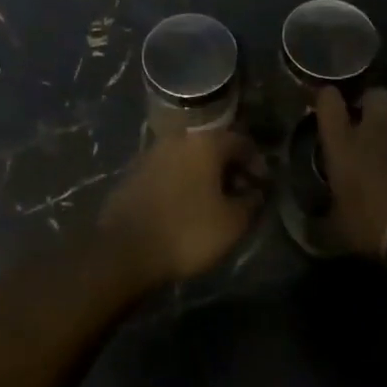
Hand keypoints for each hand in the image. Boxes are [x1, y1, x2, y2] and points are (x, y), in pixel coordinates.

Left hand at [99, 124, 266, 288]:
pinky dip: (183, 181)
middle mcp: (179, 137)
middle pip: (213, 146)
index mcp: (205, 142)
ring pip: (189, 157)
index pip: (242, 142)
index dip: (257, 163)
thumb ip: (251, 202)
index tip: (262, 187)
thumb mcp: (232, 223)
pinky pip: (169, 169)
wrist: (124, 249)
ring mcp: (153, 152)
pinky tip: (185, 205)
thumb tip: (256, 191)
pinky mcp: (135, 171)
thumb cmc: (186, 232)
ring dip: (205, 174)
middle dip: (230, 168)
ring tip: (213, 203)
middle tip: (239, 195)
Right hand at [315, 86, 386, 256]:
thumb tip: (305, 229)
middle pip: (374, 93)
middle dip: (373, 102)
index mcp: (344, 142)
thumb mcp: (341, 232)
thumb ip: (321, 224)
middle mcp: (375, 127)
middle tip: (373, 120)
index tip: (329, 103)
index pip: (328, 102)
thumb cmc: (378, 223)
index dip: (328, 98)